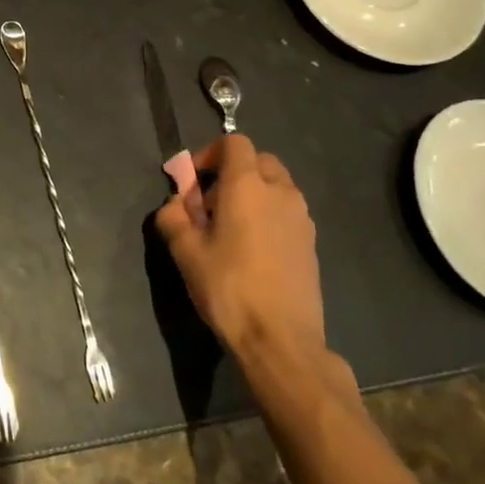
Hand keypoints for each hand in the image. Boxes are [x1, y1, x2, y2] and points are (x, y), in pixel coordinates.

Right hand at [154, 134, 326, 366]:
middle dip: (231, 173)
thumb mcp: (185, 252)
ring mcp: (301, 218)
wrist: (281, 340)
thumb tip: (175, 205)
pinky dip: (267, 215)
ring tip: (229, 230)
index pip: (234, 143)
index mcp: (248, 185)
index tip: (192, 182)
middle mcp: (280, 192)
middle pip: (258, 160)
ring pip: (275, 186)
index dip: (209, 153)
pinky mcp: (311, 243)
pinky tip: (251, 251)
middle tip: (209, 205)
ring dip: (251, 194)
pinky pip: (286, 212)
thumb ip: (173, 217)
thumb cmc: (229, 288)